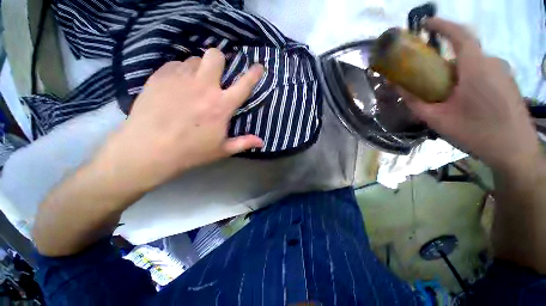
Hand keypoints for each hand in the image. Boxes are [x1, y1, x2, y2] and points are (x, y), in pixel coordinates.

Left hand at [93, 49, 264, 193]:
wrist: (148, 150)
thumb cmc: (190, 152)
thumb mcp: (221, 150)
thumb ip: (244, 143)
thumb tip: (262, 142)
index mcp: (221, 106)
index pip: (244, 85)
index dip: (254, 74)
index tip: (258, 66)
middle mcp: (204, 87)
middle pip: (215, 56)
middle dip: (219, 62)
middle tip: (215, 75)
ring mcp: (180, 79)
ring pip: (194, 59)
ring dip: (198, 69)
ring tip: (193, 84)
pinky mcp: (160, 76)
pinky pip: (175, 65)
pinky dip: (179, 72)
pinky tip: (175, 86)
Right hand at [403, 18, 540, 173]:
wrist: (515, 151)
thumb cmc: (476, 133)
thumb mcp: (437, 120)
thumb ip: (415, 102)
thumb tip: (398, 88)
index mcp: (476, 68)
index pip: (460, 35)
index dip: (442, 25)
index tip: (426, 23)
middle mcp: (492, 63)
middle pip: (463, 53)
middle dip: (443, 62)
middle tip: (429, 80)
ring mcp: (503, 72)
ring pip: (473, 64)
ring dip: (456, 73)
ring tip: (446, 96)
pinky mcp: (507, 82)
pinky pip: (483, 71)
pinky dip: (468, 78)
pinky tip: (464, 100)